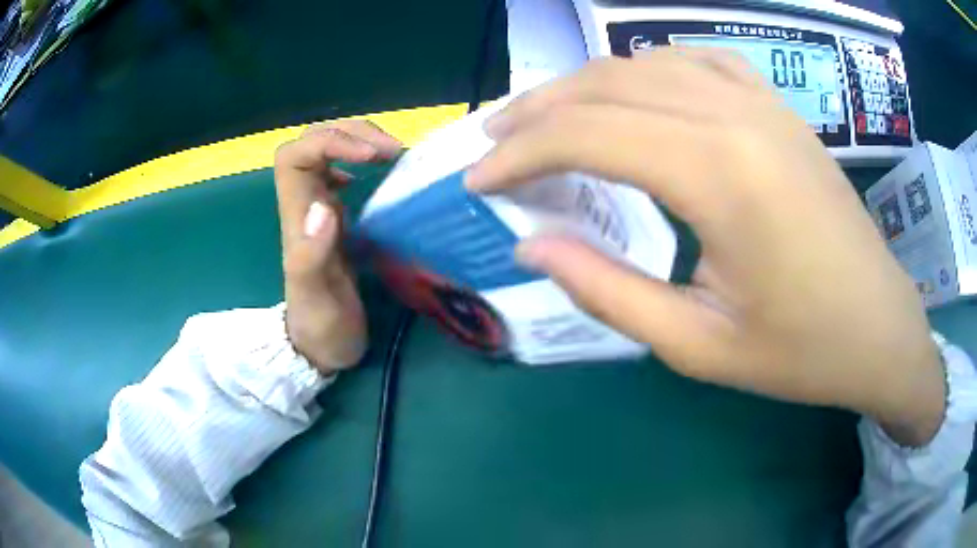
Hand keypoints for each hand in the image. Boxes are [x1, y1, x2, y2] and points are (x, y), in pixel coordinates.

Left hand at [274, 121, 401, 373]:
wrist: (321, 347)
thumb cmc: (320, 327)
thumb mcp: (316, 301)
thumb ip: (312, 258)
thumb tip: (325, 206)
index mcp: (296, 218)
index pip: (294, 155)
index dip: (329, 142)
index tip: (371, 156)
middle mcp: (304, 205)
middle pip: (310, 142)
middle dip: (350, 133)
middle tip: (391, 151)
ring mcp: (319, 209)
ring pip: (327, 151)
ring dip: (358, 141)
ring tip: (392, 155)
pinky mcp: (335, 218)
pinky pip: (343, 172)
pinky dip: (363, 160)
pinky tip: (380, 173)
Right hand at [466, 48, 944, 445]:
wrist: (880, 328)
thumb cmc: (802, 351)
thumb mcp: (699, 346)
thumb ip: (609, 292)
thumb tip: (533, 248)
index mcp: (721, 174)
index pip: (588, 134)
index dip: (519, 154)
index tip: (479, 181)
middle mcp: (736, 116)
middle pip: (606, 86)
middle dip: (536, 112)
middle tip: (492, 144)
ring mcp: (762, 103)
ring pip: (645, 63)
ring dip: (584, 87)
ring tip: (546, 118)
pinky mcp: (778, 109)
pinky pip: (696, 62)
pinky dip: (646, 69)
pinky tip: (631, 93)